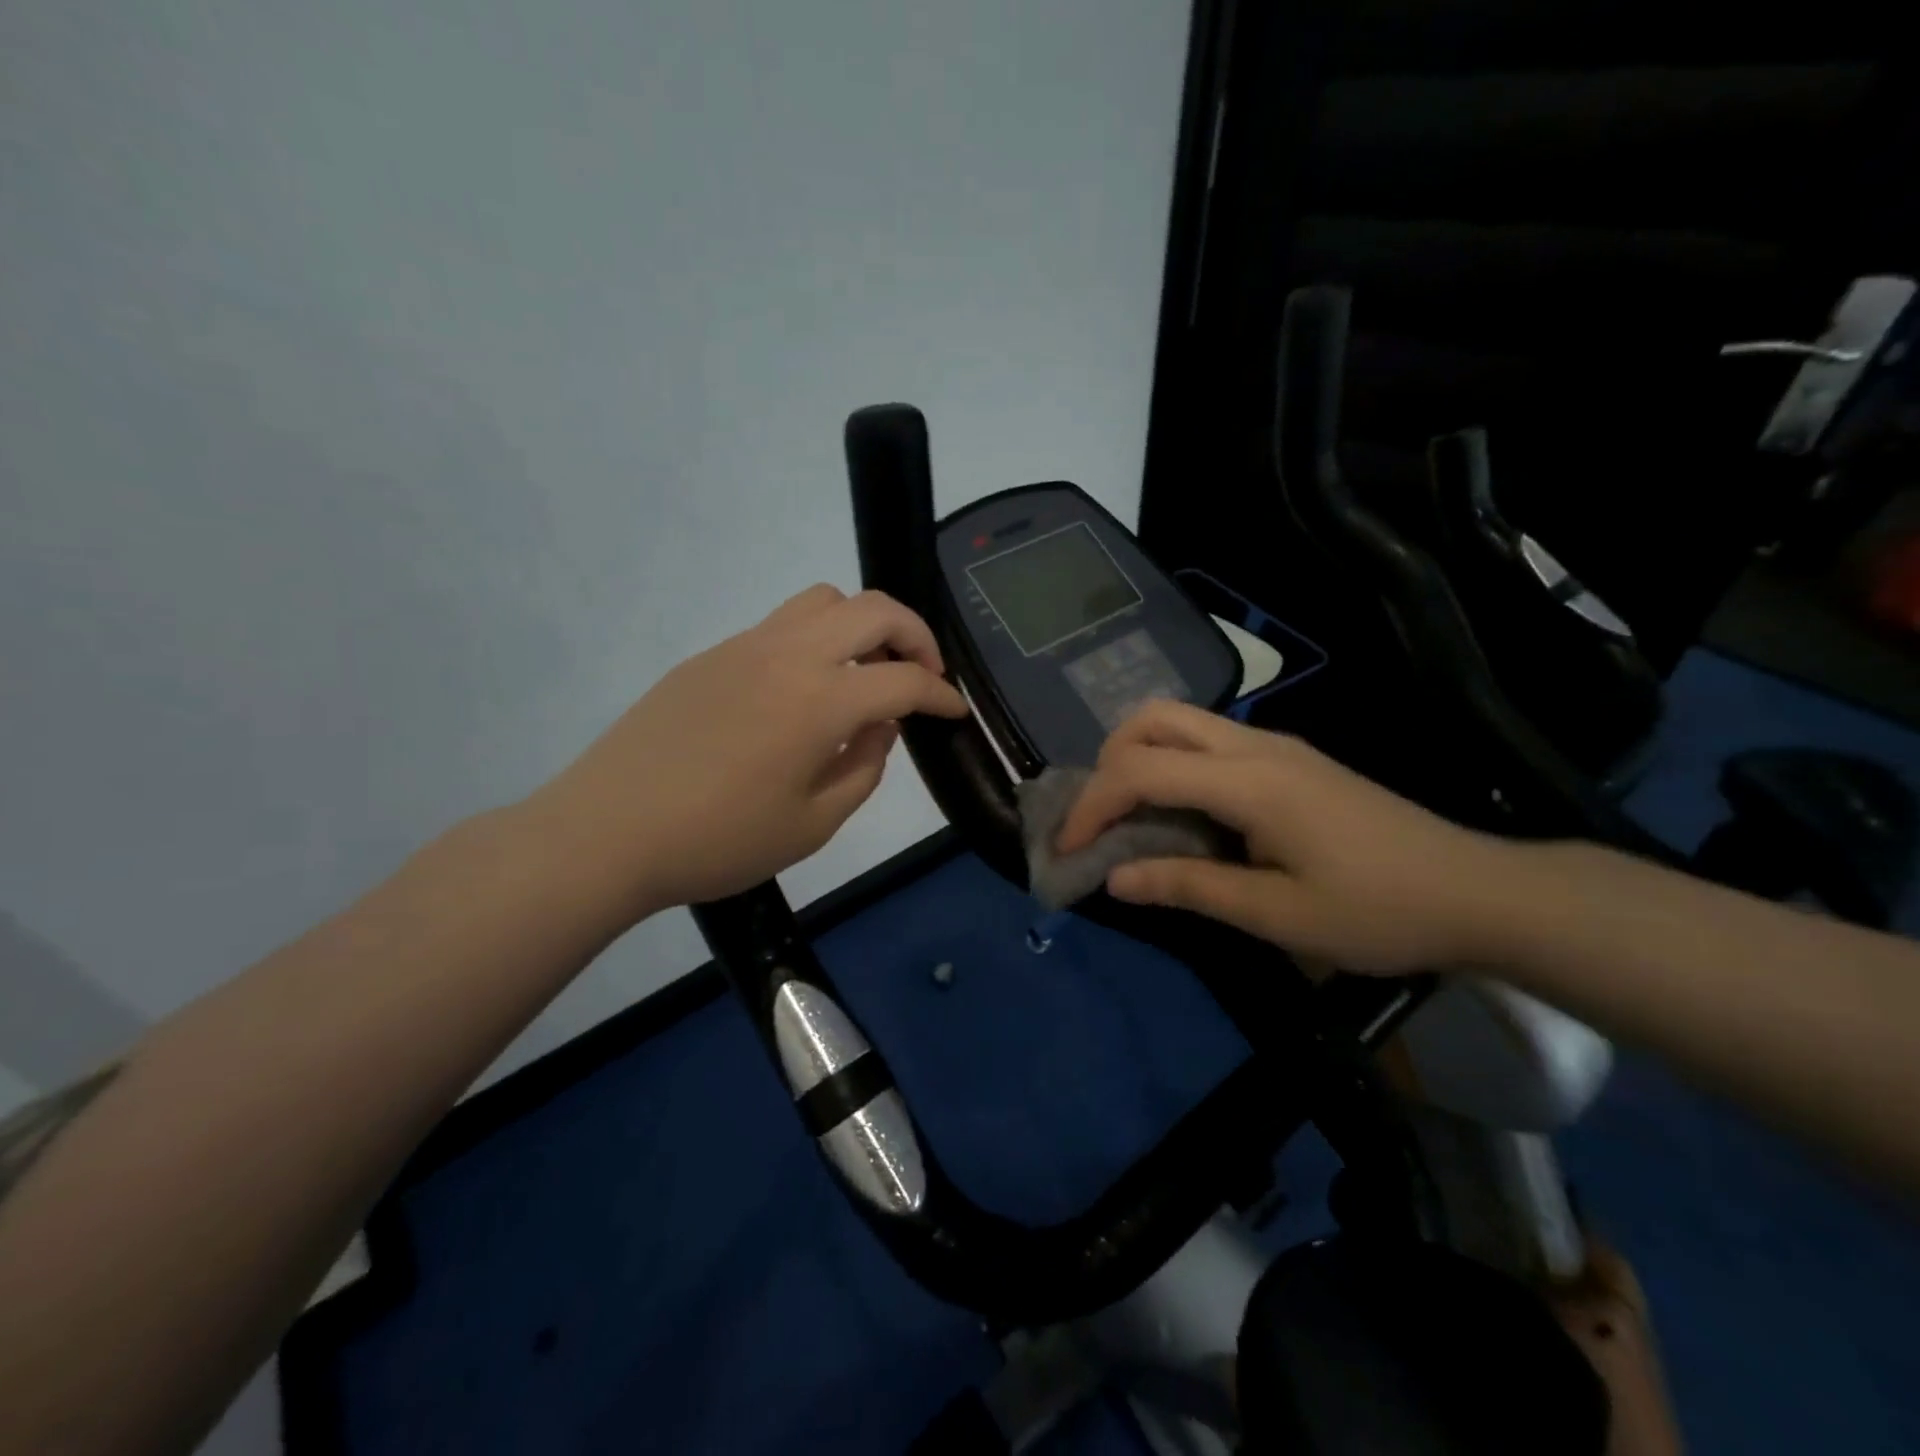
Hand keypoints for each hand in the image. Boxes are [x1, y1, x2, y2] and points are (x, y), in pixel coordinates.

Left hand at [521, 585, 966, 924]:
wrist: (606, 832)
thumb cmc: (717, 841)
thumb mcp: (812, 825)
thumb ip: (863, 768)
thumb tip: (881, 727)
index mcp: (819, 701)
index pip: (903, 680)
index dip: (940, 694)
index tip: (954, 711)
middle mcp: (788, 655)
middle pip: (873, 608)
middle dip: (915, 635)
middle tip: (924, 673)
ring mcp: (745, 646)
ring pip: (824, 601)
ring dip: (863, 624)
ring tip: (867, 669)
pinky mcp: (713, 654)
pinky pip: (782, 624)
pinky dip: (817, 639)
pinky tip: (806, 689)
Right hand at [1056, 701, 1517, 973]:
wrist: (1477, 892)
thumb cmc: (1379, 911)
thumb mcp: (1277, 915)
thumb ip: (1189, 887)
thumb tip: (1114, 878)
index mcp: (1249, 782)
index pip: (1141, 771)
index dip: (1092, 806)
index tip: (1068, 850)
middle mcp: (1254, 746)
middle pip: (1153, 718)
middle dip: (1106, 762)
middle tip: (1097, 818)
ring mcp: (1275, 746)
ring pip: (1179, 722)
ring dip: (1137, 757)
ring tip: (1128, 815)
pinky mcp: (1289, 758)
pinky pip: (1206, 742)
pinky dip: (1170, 765)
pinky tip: (1180, 813)